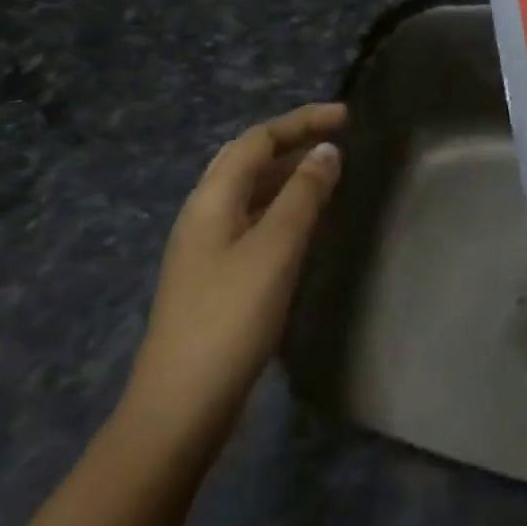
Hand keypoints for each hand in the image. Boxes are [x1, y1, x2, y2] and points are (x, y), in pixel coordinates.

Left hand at [118, 102, 345, 455]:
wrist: (179, 408)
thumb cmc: (230, 319)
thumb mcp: (275, 249)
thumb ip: (303, 195)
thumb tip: (327, 151)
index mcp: (212, 199)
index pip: (258, 139)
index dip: (301, 121)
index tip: (346, 117)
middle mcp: (204, 213)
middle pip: (248, 159)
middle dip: (292, 140)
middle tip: (336, 138)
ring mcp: (205, 247)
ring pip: (250, 191)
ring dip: (287, 173)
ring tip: (328, 173)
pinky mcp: (214, 276)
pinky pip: (252, 220)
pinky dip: (281, 206)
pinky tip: (304, 224)